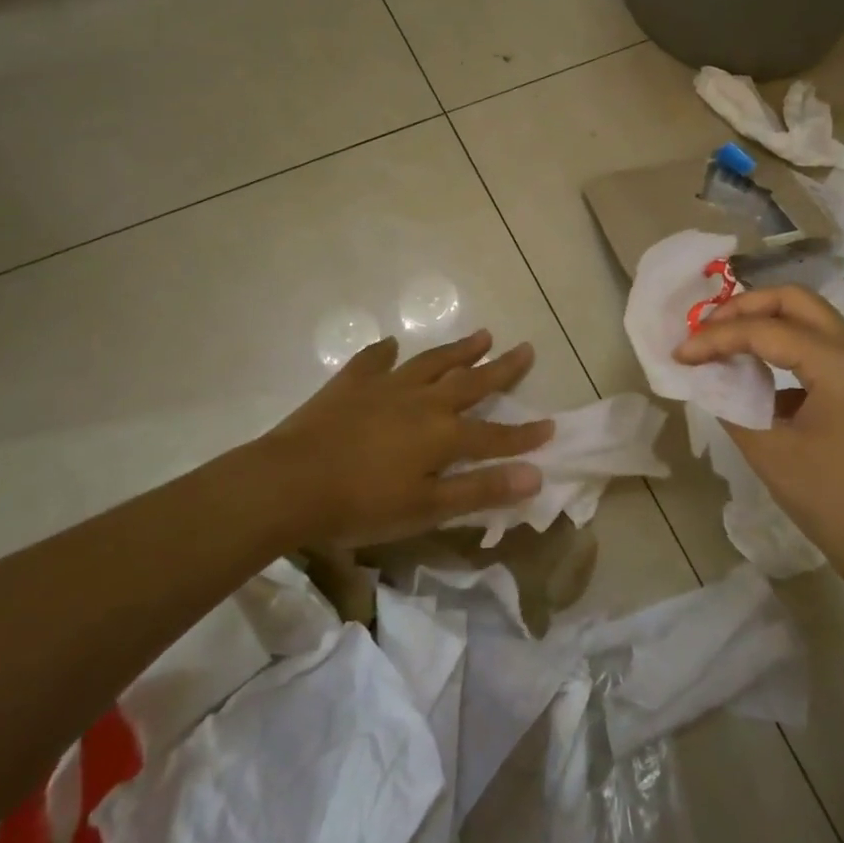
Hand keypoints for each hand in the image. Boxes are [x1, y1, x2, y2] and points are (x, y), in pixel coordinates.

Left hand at [248, 329, 551, 547]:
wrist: (291, 483)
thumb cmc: (362, 505)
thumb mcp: (428, 508)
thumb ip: (481, 489)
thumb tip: (535, 475)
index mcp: (443, 434)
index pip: (495, 434)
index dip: (524, 434)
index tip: (552, 424)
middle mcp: (422, 401)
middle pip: (471, 381)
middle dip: (502, 369)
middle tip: (526, 348)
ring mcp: (386, 386)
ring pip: (432, 362)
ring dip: (459, 349)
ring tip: (482, 334)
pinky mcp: (352, 383)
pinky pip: (373, 361)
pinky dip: (384, 352)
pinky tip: (390, 344)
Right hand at [674, 286, 843, 598]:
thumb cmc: (835, 503)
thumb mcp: (771, 452)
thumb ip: (730, 404)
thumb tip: (706, 377)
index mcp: (840, 364)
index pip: (764, 330)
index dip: (715, 338)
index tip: (680, 354)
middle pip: (793, 300)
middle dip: (743, 308)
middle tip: (704, 329)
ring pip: (807, 318)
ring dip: (762, 321)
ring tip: (720, 340)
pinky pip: (817, 345)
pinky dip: (781, 345)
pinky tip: (753, 370)